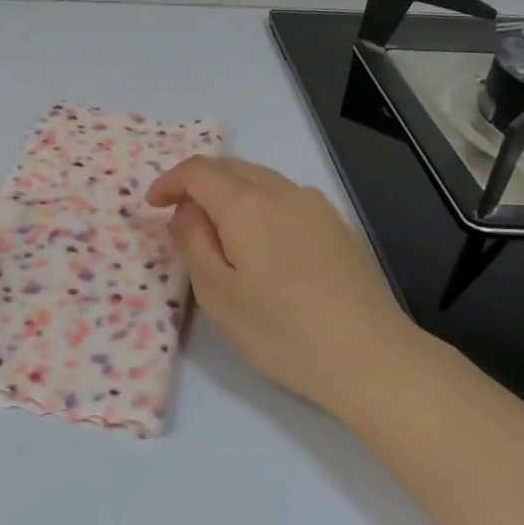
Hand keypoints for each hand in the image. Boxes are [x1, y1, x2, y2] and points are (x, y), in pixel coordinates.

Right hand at [146, 155, 427, 410]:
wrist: (370, 357)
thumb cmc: (282, 331)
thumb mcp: (218, 294)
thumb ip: (193, 243)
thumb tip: (186, 213)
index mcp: (246, 206)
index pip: (198, 171)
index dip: (169, 181)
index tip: (153, 206)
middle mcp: (282, 192)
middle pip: (230, 167)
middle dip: (198, 184)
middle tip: (181, 219)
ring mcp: (315, 205)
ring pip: (261, 179)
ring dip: (230, 193)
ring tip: (220, 232)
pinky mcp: (338, 224)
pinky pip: (286, 197)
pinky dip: (260, 205)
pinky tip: (263, 242)